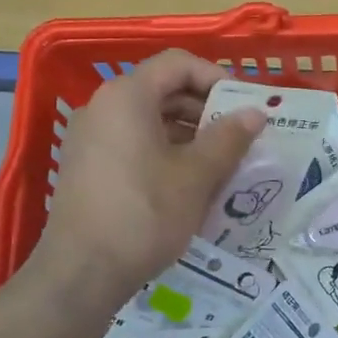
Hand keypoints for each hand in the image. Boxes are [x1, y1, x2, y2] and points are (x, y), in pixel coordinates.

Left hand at [28, 50, 263, 303]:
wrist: (81, 273)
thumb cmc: (144, 214)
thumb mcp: (196, 176)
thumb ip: (228, 138)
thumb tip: (255, 113)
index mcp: (127, 96)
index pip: (178, 64)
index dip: (216, 77)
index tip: (244, 105)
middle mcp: (103, 107)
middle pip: (163, 90)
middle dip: (205, 109)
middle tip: (239, 136)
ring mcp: (90, 138)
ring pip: (149, 120)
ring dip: (188, 134)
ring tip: (221, 162)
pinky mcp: (87, 166)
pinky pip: (133, 143)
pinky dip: (164, 152)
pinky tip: (189, 183)